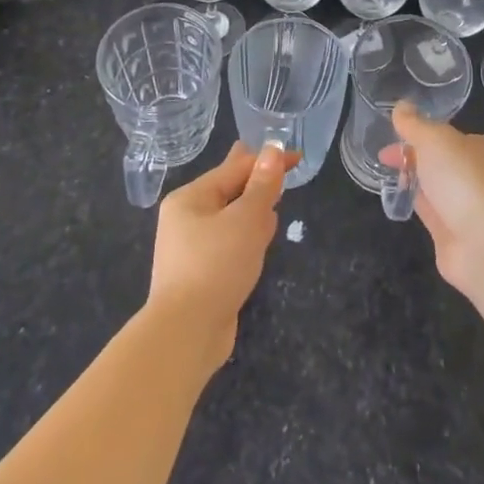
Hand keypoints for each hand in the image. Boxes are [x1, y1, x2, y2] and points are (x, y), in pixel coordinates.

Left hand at [147, 141, 293, 368]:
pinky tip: (262, 238)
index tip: (297, 156)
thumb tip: (272, 150)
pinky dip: (247, 235)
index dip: (268, 160)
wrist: (186, 333)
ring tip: (274, 199)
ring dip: (253, 209)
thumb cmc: (216, 265)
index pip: (236, 168)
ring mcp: (191, 248)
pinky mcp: (202, 273)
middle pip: (228, 190)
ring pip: (230, 217)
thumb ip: (262, 186)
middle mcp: (186, 218)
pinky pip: (229, 242)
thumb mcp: (246, 219)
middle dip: (255, 180)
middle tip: (276, 167)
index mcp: (191, 198)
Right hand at [383, 103, 483, 294]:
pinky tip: (398, 201)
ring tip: (385, 177)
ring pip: (434, 187)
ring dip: (413, 181)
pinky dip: (414, 204)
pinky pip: (430, 212)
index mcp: (479, 148)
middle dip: (412, 157)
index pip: (445, 136)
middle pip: (438, 161)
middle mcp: (476, 175)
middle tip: (383, 159)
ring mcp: (466, 206)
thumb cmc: (464, 179)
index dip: (416, 133)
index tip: (390, 135)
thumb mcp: (435, 140)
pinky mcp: (454, 234)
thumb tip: (401, 106)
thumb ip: (415, 124)